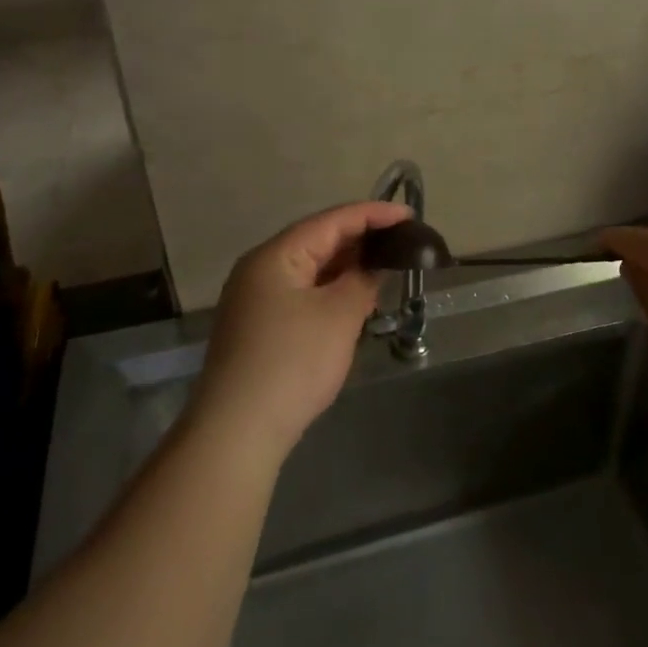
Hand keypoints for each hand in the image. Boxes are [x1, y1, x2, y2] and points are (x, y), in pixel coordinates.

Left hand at [191, 199, 411, 461]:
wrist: (238, 431)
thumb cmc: (292, 363)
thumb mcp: (339, 316)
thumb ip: (362, 281)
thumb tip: (373, 266)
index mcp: (276, 255)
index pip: (332, 221)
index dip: (373, 214)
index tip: (409, 214)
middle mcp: (260, 268)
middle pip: (318, 240)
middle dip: (361, 239)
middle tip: (402, 240)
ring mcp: (256, 299)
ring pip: (310, 269)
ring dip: (347, 266)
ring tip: (386, 265)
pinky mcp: (259, 327)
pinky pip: (302, 293)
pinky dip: (331, 290)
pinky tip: (355, 299)